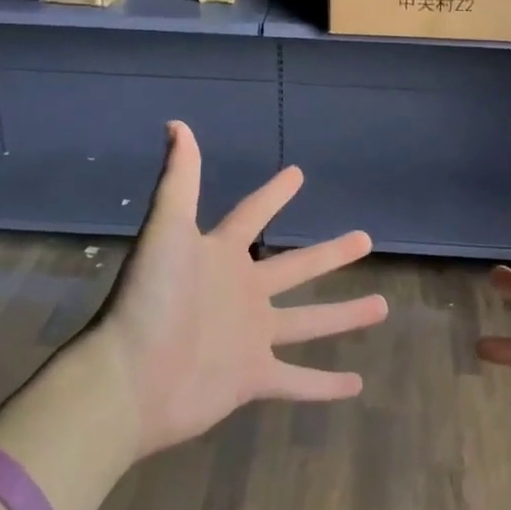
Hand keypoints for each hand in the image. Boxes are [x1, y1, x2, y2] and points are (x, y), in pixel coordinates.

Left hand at [98, 121, 385, 457]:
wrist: (128, 380)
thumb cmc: (149, 299)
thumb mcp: (167, 231)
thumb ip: (178, 180)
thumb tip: (177, 124)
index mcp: (221, 257)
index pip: (252, 216)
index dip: (274, 194)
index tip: (298, 174)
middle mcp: (240, 293)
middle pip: (295, 268)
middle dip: (330, 254)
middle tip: (365, 239)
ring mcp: (249, 337)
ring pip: (308, 323)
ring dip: (343, 316)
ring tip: (382, 305)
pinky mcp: (251, 378)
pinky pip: (296, 381)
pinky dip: (324, 385)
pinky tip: (357, 385)